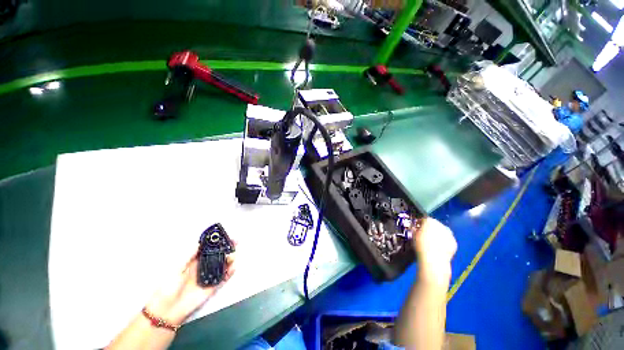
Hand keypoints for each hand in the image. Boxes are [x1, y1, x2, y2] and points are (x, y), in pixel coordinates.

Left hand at [145, 245, 235, 325]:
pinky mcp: (212, 286)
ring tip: (232, 256)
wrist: (166, 310)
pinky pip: (224, 278)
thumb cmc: (168, 287)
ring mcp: (209, 276)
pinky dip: (230, 272)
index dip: (217, 241)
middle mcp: (204, 266)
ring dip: (230, 258)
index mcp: (194, 261)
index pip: (209, 248)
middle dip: (228, 247)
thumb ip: (188, 256)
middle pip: (219, 254)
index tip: (225, 235)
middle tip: (235, 242)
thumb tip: (200, 243)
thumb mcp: (176, 269)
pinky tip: (233, 267)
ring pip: (223, 264)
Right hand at [411, 218, 456, 283]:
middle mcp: (441, 225)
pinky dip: (444, 242)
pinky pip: (447, 239)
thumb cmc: (420, 246)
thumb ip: (414, 229)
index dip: (420, 223)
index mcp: (430, 221)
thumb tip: (415, 228)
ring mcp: (449, 234)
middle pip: (435, 224)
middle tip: (424, 234)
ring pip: (442, 231)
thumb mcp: (413, 235)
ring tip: (432, 242)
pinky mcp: (454, 242)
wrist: (434, 260)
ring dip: (438, 234)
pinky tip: (439, 247)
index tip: (417, 228)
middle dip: (430, 228)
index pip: (424, 219)